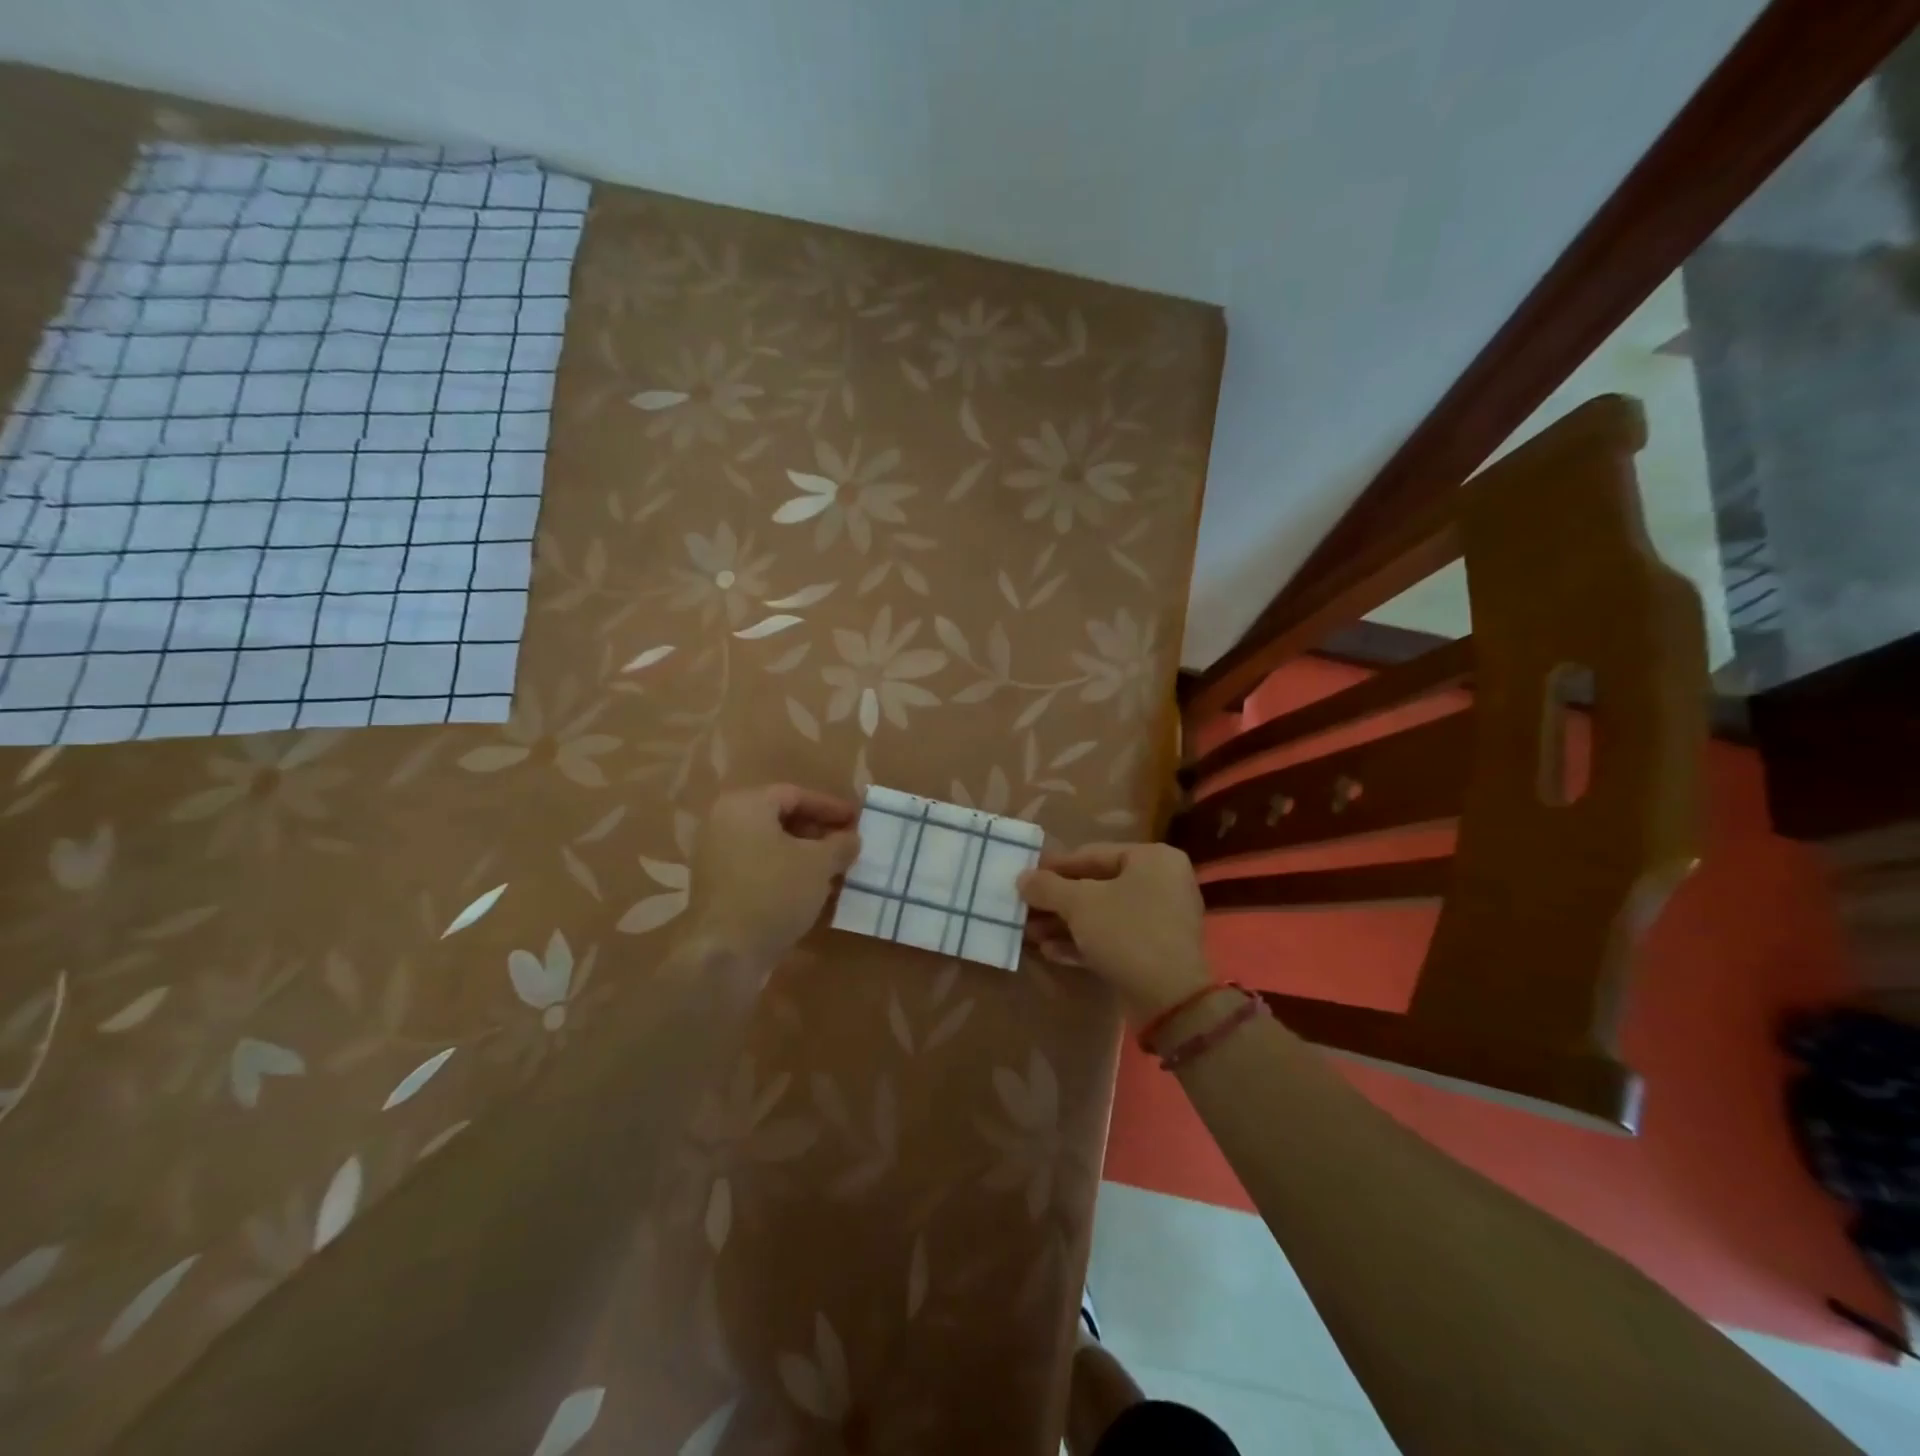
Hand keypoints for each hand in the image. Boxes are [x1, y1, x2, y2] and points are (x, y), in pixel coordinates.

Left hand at [692, 784, 860, 960]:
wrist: (726, 953)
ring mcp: (715, 856)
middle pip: (779, 818)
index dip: (830, 807)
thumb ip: (840, 844)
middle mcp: (723, 823)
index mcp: (745, 805)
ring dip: (803, 854)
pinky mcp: (717, 887)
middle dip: (817, 831)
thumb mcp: (819, 864)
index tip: (857, 820)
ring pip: (769, 845)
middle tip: (846, 845)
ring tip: (834, 870)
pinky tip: (809, 890)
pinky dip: (784, 872)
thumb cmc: (775, 892)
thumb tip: (851, 838)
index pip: (795, 795)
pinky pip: (758, 867)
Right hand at [1019, 843, 1211, 1022]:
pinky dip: (1084, 942)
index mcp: (1152, 859)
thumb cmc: (1126, 933)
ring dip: (1065, 924)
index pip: (1093, 854)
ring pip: (1103, 914)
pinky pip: (1114, 938)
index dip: (1055, 866)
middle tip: (1025, 909)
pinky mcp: (1155, 952)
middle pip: (1097, 886)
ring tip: (1031, 933)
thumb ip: (1048, 887)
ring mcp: (1161, 920)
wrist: (1170, 1000)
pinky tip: (1050, 952)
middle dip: (1057, 901)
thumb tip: (1023, 878)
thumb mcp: (1079, 904)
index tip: (1026, 876)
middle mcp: (1162, 883)